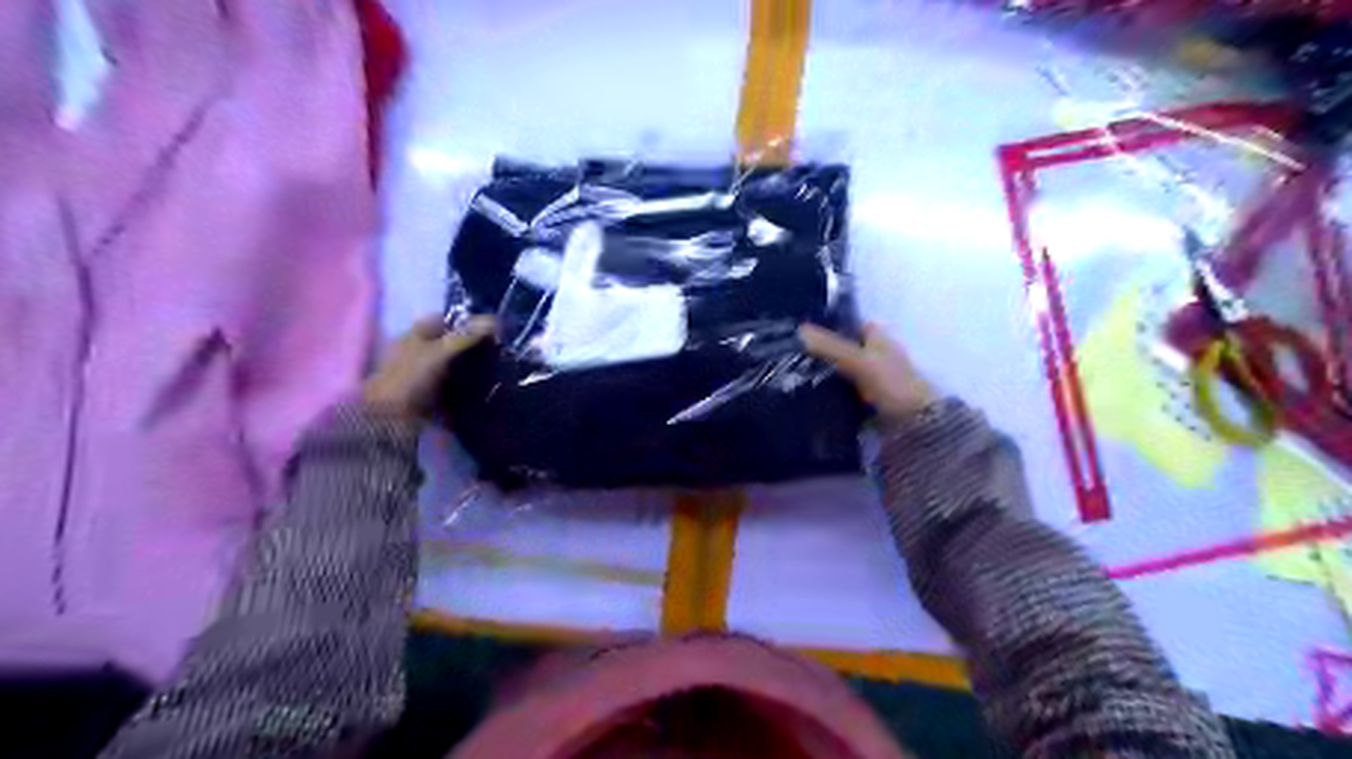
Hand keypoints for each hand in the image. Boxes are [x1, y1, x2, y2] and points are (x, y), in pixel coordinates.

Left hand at [366, 314, 494, 419]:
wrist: (390, 420)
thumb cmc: (410, 378)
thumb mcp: (439, 352)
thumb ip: (466, 336)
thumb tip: (496, 320)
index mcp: (416, 335)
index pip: (444, 320)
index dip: (467, 322)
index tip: (492, 329)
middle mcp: (421, 352)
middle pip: (453, 344)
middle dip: (475, 347)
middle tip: (501, 350)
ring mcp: (427, 375)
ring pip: (457, 366)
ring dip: (474, 368)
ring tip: (501, 368)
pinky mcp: (434, 396)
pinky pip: (457, 387)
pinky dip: (470, 387)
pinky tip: (489, 388)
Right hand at [794, 324, 937, 424]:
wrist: (916, 428)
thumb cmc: (894, 385)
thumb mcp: (860, 361)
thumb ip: (830, 346)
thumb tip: (798, 330)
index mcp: (881, 341)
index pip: (855, 327)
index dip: (834, 326)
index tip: (805, 331)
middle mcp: (878, 359)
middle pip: (846, 352)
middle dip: (823, 354)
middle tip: (791, 357)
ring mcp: (873, 385)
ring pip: (843, 375)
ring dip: (824, 377)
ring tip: (791, 378)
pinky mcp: (867, 407)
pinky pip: (843, 398)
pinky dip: (829, 398)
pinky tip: (808, 400)